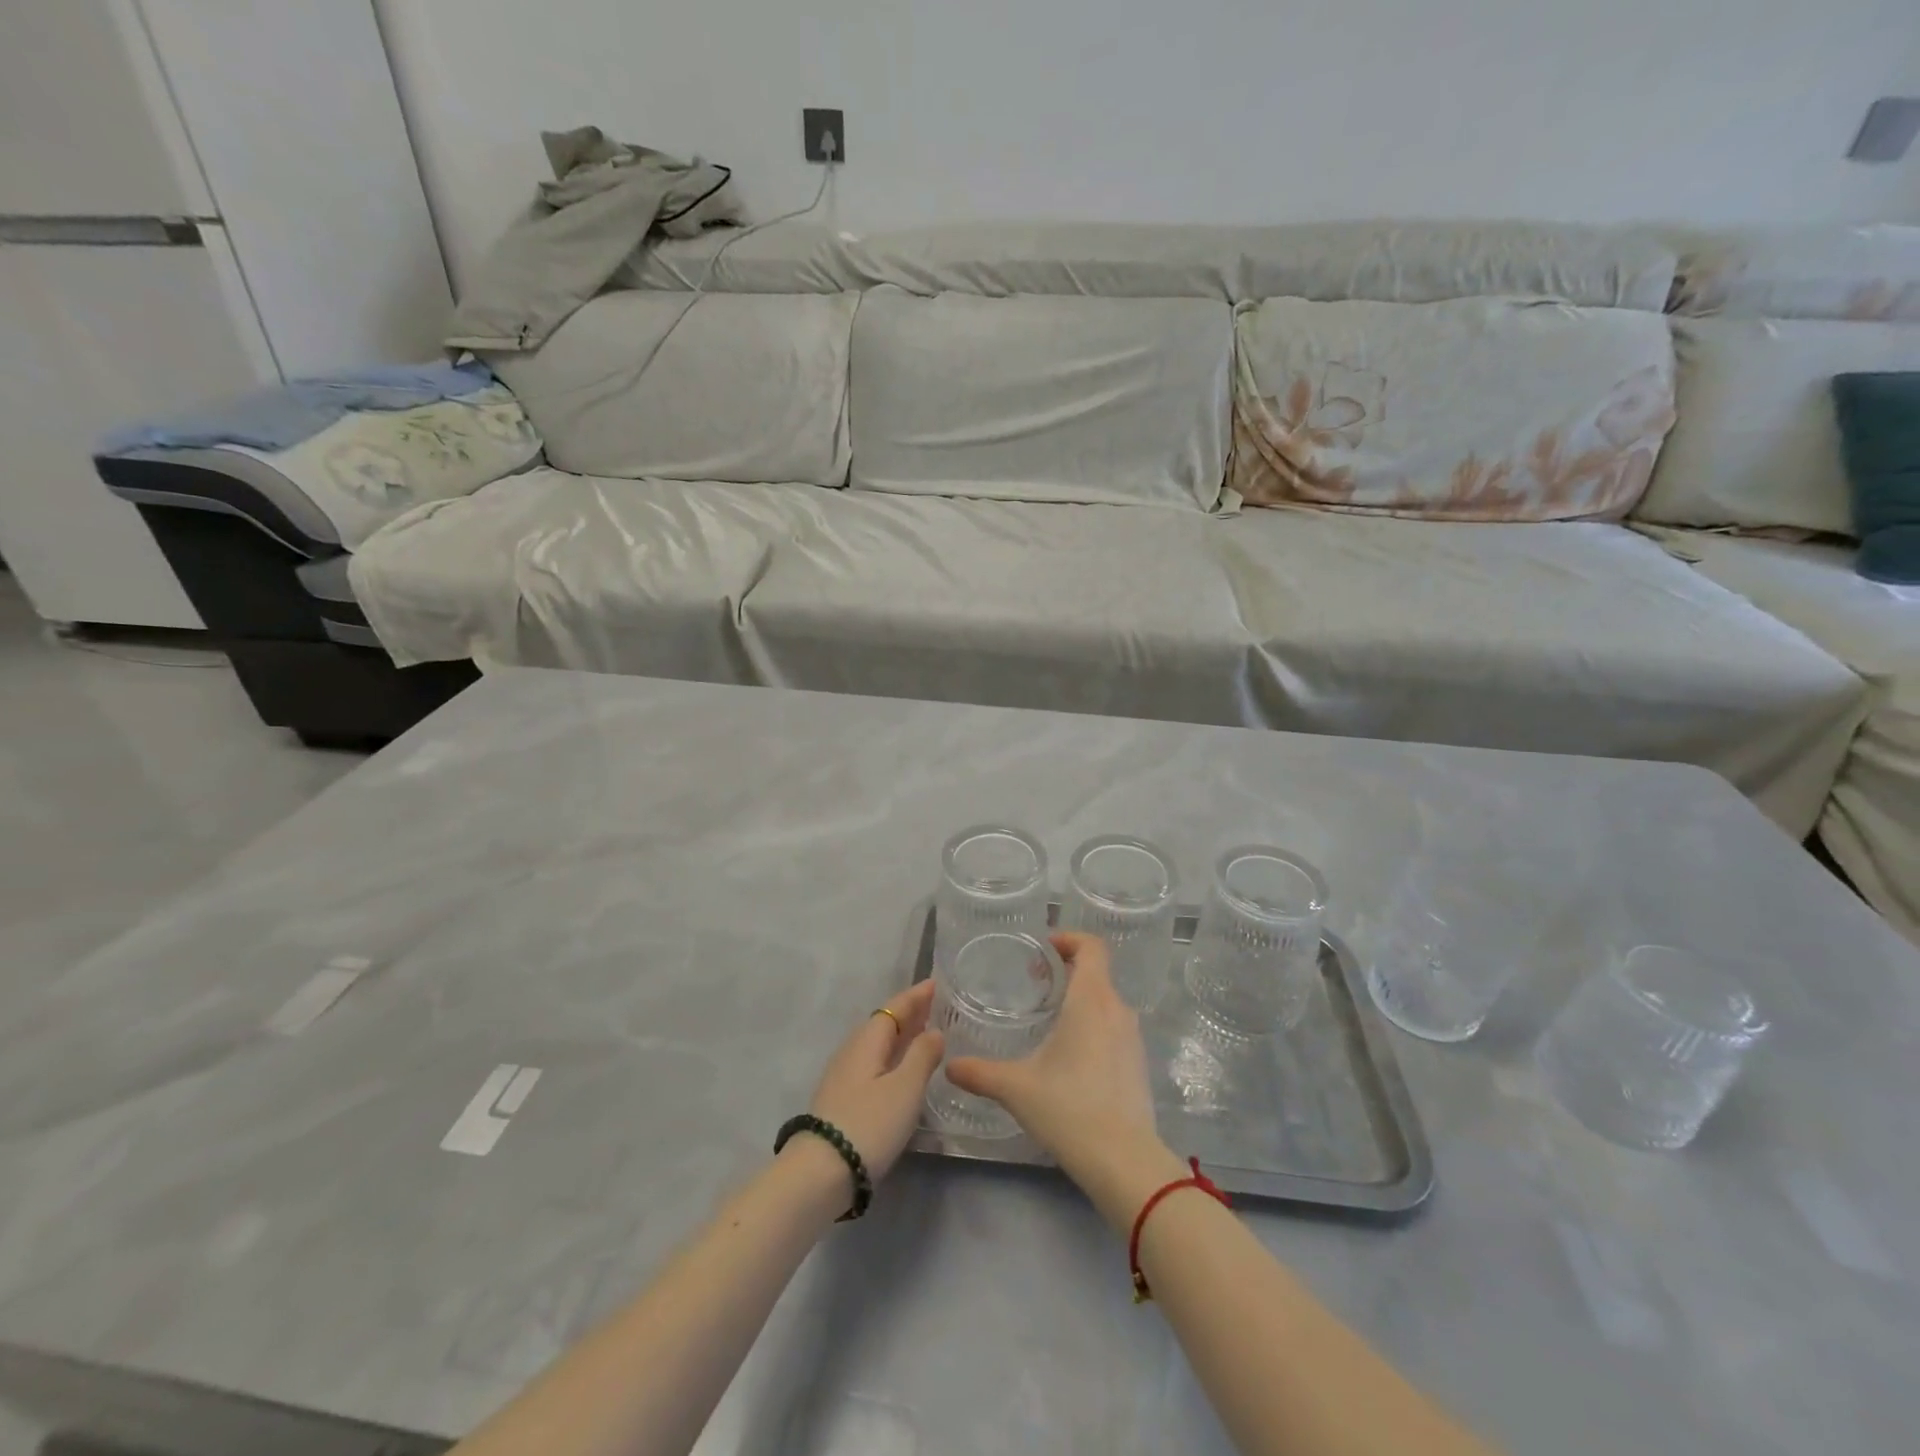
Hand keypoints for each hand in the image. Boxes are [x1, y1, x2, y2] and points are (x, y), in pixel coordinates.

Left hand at [805, 979, 944, 1182]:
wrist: (819, 1173)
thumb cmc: (869, 1123)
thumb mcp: (905, 1088)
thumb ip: (922, 1056)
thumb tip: (934, 1031)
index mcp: (868, 1041)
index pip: (894, 1008)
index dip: (915, 996)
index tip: (934, 983)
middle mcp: (852, 1051)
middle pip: (883, 1023)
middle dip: (908, 1013)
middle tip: (933, 1005)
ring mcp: (843, 1076)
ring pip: (877, 1044)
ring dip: (900, 1035)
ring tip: (922, 1034)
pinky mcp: (841, 1099)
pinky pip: (872, 1062)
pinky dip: (891, 1056)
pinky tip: (900, 1069)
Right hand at [946, 933, 1171, 1211]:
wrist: (1124, 1161)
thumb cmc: (1069, 1109)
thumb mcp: (1016, 1087)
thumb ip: (980, 1073)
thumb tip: (949, 1066)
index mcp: (1091, 1000)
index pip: (1091, 947)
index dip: (1069, 939)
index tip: (1043, 948)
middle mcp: (1117, 1010)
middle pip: (1097, 972)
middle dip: (1067, 970)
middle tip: (1036, 983)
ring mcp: (1132, 1037)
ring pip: (1106, 1001)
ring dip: (1080, 998)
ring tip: (1050, 1018)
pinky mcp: (1138, 1063)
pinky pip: (1114, 1027)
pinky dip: (1093, 1024)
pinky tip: (1070, 1055)